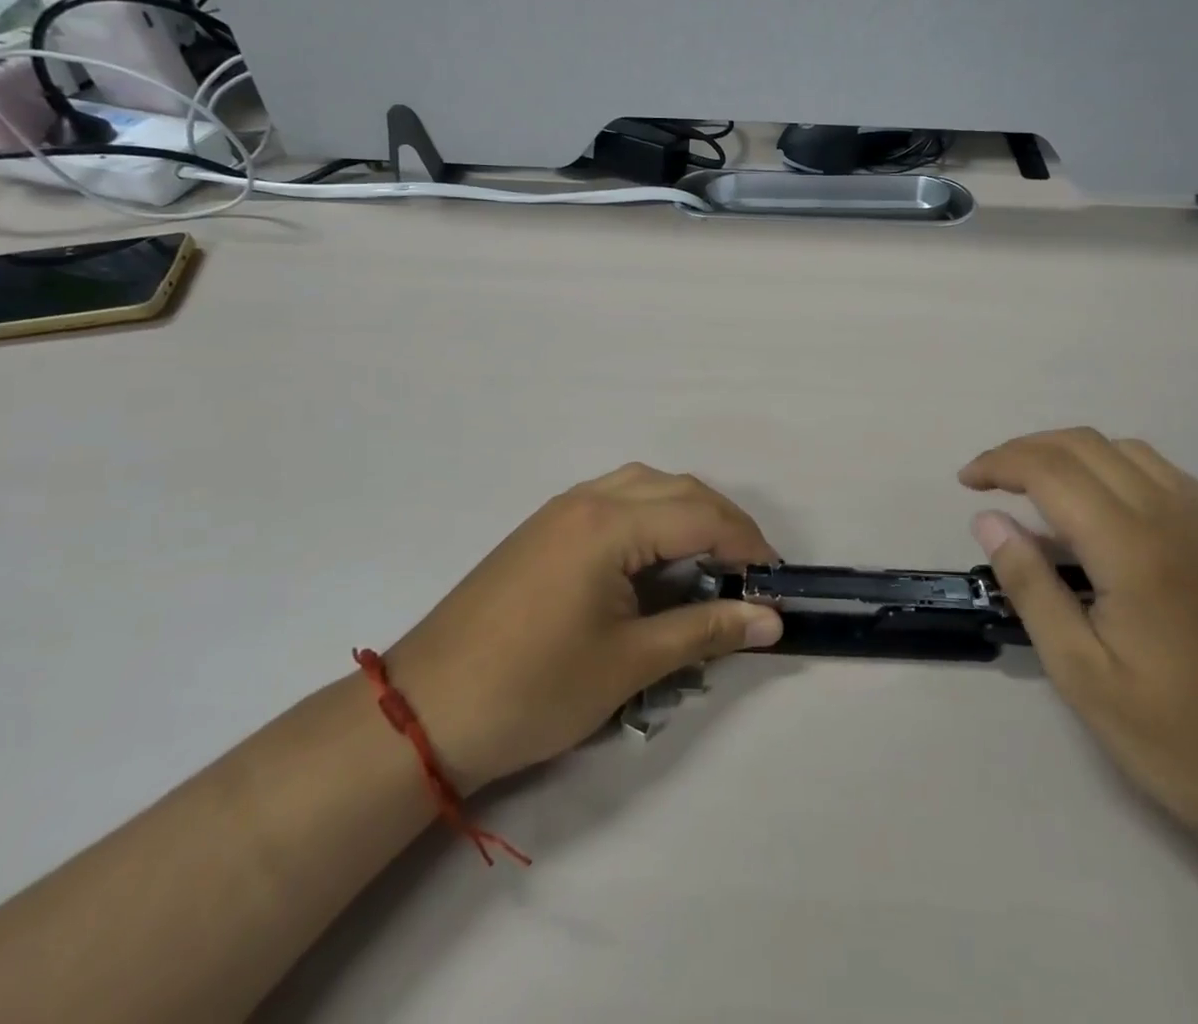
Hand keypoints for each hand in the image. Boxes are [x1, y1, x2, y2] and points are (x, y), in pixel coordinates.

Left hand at [387, 464, 784, 792]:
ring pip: (645, 485)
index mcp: (610, 524)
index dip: (746, 543)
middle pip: (677, 489)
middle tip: (749, 571)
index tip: (773, 580)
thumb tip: (771, 620)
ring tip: (709, 559)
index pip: (701, 515)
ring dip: (686, 512)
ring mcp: (561, 509)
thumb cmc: (533, 690)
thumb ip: (704, 631)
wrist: (424, 713)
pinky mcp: (544, 527)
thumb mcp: (628, 664)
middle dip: (723, 522)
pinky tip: (655, 556)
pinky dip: (651, 515)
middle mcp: (588, 499)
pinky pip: (615, 498)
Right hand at [962, 428, 1197, 863]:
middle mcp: (1176, 516)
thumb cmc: (1186, 742)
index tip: (966, 482)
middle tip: (990, 480)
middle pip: (1086, 445)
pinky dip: (1118, 469)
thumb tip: (989, 521)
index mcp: (1134, 549)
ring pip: (1129, 450)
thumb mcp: (1085, 678)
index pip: (1050, 470)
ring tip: (1040, 489)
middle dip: (1027, 450)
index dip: (1000, 463)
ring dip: (1072, 453)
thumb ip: (1032, 587)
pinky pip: (1168, 475)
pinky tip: (1107, 510)